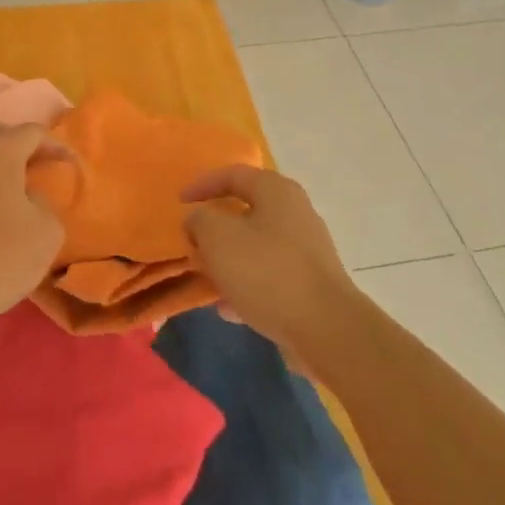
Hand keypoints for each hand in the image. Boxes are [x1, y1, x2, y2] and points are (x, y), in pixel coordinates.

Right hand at [181, 165, 361, 369]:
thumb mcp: (218, 238)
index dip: (202, 185)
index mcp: (276, 192)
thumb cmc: (267, 271)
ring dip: (228, 260)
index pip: (233, 174)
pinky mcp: (309, 283)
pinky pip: (269, 276)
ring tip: (206, 279)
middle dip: (214, 228)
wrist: (325, 329)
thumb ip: (200, 221)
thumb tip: (200, 220)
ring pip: (255, 246)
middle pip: (245, 211)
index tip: (179, 202)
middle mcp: (296, 213)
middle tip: (192, 243)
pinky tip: (228, 309)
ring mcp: (306, 250)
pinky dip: (246, 286)